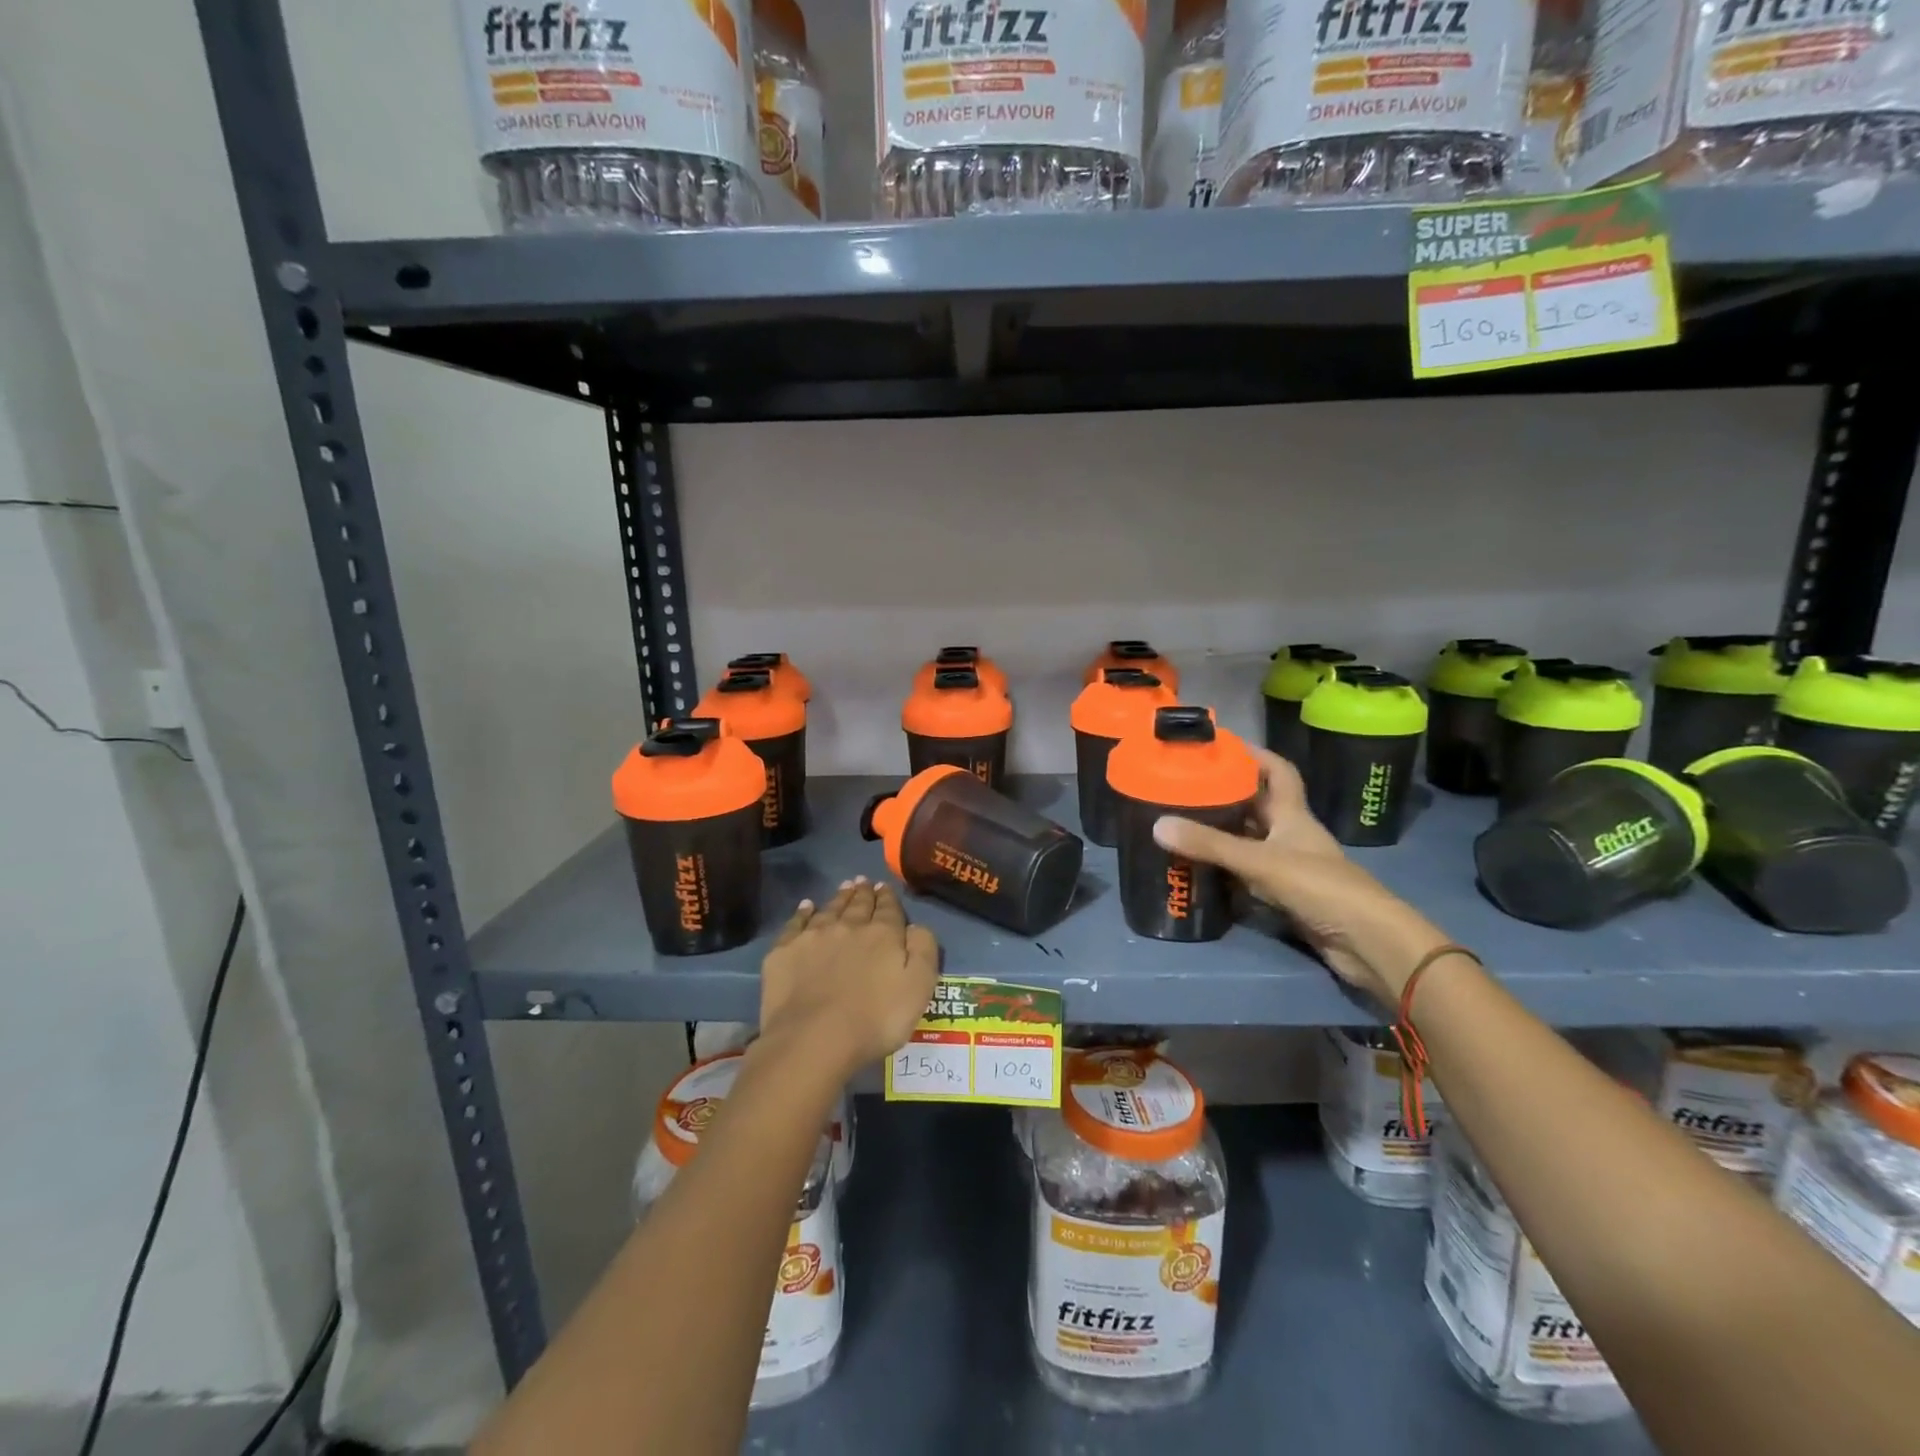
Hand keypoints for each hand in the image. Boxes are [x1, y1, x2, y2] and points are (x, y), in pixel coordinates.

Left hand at [759, 878, 939, 1075]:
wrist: (814, 1039)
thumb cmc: (875, 1020)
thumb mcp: (919, 987)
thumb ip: (923, 950)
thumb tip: (916, 926)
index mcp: (883, 935)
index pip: (888, 909)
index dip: (888, 897)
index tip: (884, 886)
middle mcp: (848, 926)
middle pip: (858, 904)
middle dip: (863, 892)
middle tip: (864, 881)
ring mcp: (813, 937)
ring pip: (829, 909)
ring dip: (839, 897)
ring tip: (844, 887)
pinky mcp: (785, 952)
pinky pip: (796, 923)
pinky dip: (803, 912)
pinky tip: (807, 906)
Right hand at [1151, 748, 1448, 1003]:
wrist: (1366, 942)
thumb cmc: (1320, 888)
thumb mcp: (1260, 862)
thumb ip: (1211, 845)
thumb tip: (1158, 825)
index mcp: (1293, 815)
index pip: (1278, 771)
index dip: (1254, 754)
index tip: (1221, 744)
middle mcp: (1291, 835)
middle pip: (1257, 805)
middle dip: (1226, 793)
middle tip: (1186, 785)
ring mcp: (1290, 867)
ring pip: (1250, 840)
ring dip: (1222, 833)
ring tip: (1183, 822)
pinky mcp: (1286, 896)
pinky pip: (1248, 874)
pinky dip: (1226, 870)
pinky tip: (1199, 869)